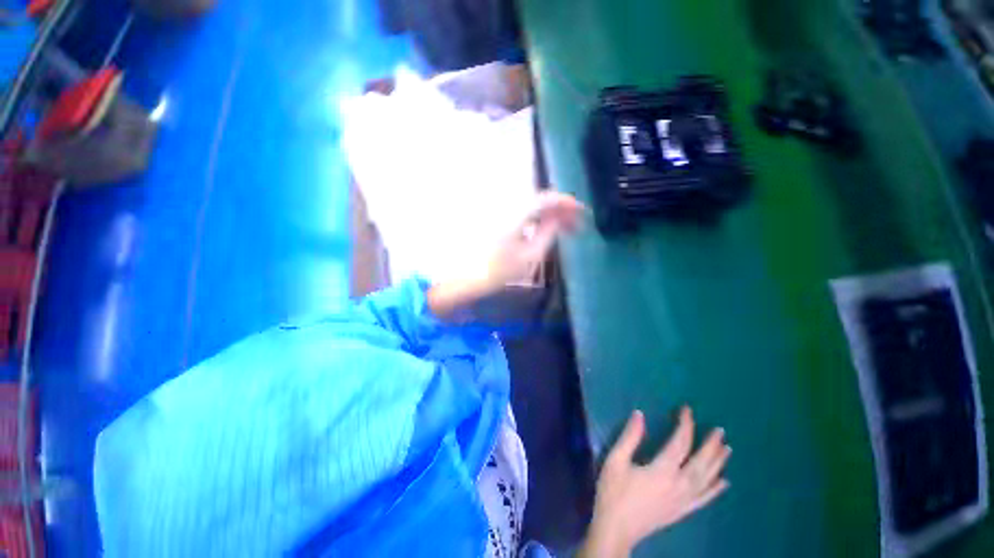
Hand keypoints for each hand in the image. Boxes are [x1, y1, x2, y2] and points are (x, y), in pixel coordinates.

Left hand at [427, 192, 584, 319]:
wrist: (463, 277)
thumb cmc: (496, 270)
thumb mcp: (529, 256)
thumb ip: (548, 233)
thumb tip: (559, 219)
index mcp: (516, 213)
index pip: (546, 198)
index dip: (566, 203)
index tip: (581, 213)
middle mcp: (507, 206)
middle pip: (538, 201)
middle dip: (559, 210)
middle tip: (574, 225)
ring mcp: (499, 212)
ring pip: (530, 207)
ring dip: (548, 215)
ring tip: (562, 229)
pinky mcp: (495, 220)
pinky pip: (520, 213)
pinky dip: (534, 219)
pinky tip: (541, 230)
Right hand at [581, 407, 730, 556]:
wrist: (616, 530)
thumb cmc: (613, 492)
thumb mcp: (616, 460)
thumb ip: (629, 437)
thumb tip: (639, 414)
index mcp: (662, 470)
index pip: (680, 442)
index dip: (685, 425)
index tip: (687, 410)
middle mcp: (679, 485)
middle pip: (700, 462)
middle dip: (711, 445)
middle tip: (721, 431)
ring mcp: (683, 500)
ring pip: (706, 479)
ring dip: (718, 463)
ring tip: (727, 449)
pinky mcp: (682, 511)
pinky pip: (704, 499)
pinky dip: (716, 489)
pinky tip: (724, 482)